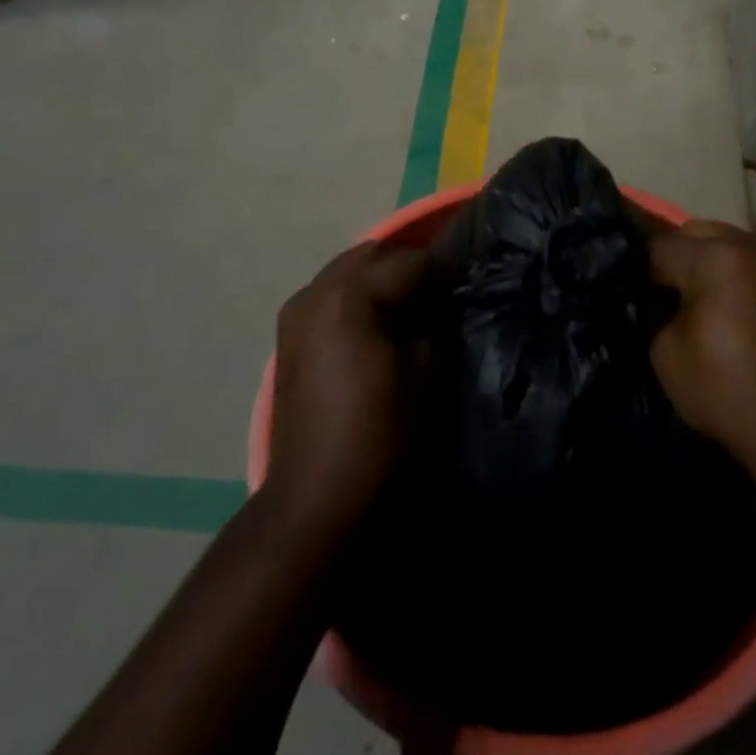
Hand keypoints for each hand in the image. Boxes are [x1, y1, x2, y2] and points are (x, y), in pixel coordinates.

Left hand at [265, 242, 435, 541]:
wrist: (313, 496)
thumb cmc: (377, 433)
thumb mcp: (423, 372)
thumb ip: (433, 322)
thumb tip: (439, 302)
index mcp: (350, 295)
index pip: (409, 262)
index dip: (444, 268)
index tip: (468, 280)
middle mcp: (316, 291)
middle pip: (371, 257)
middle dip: (407, 266)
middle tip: (440, 288)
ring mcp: (296, 312)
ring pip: (346, 272)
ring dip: (379, 278)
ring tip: (411, 301)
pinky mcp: (287, 335)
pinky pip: (329, 295)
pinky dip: (355, 295)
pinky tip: (378, 319)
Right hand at [649, 221, 755, 486]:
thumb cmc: (729, 391)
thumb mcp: (667, 353)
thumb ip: (654, 311)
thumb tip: (654, 297)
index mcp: (716, 256)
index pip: (657, 247)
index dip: (635, 270)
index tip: (626, 292)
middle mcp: (750, 243)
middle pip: (693, 234)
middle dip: (671, 258)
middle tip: (657, 293)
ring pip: (723, 243)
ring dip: (703, 262)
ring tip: (690, 298)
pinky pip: (748, 261)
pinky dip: (729, 273)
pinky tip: (721, 304)